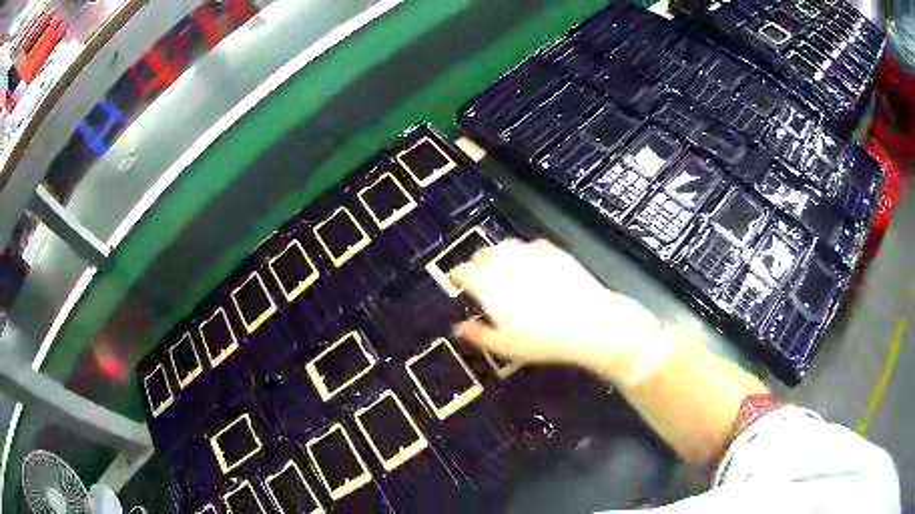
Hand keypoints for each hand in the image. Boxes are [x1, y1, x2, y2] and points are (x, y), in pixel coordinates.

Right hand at [450, 239, 667, 381]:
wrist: (589, 323)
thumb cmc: (542, 340)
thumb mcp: (505, 346)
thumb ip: (477, 335)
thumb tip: (458, 328)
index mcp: (488, 284)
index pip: (463, 271)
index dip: (457, 276)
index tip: (458, 283)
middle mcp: (505, 262)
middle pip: (483, 254)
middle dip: (478, 264)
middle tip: (482, 279)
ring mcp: (530, 253)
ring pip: (506, 246)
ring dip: (500, 256)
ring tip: (505, 270)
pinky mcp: (552, 251)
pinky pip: (531, 246)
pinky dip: (525, 254)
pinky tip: (533, 266)